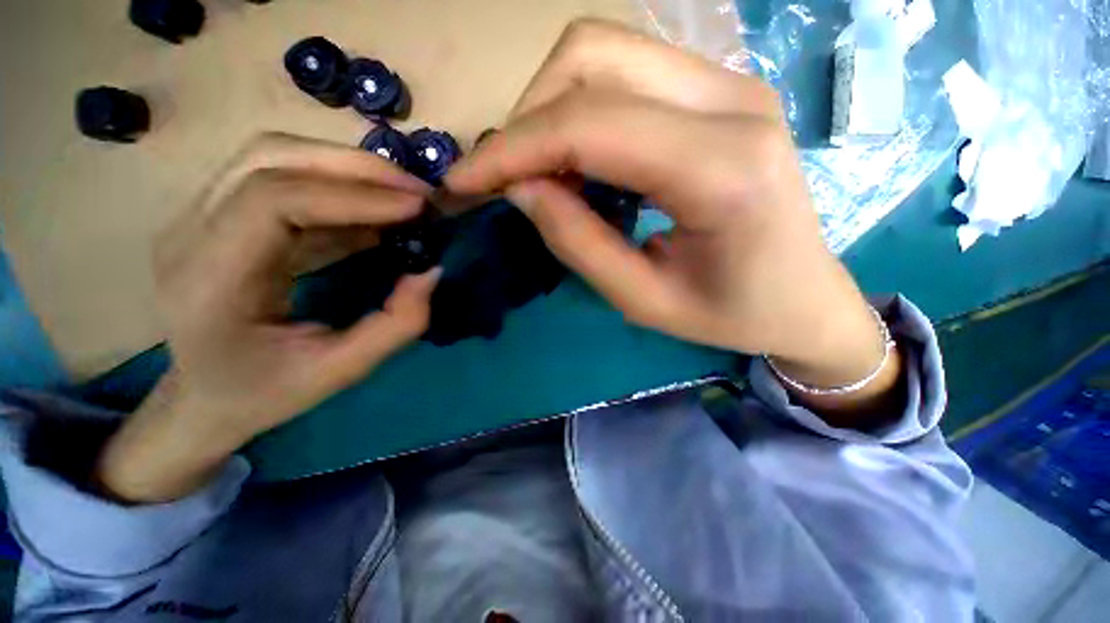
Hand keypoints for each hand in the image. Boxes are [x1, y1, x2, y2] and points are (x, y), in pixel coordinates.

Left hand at [98, 133, 439, 502]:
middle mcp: (189, 232)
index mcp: (208, 281)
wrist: (203, 398)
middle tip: (418, 191)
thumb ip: (396, 324)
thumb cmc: (265, 393)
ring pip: (274, 155)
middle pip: (269, 159)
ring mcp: (197, 216)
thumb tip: (431, 270)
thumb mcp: (340, 371)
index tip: (416, 207)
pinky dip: (338, 184)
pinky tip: (375, 207)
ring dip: (348, 166)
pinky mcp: (219, 214)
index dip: (352, 196)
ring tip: (402, 192)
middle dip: (357, 167)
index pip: (271, 201)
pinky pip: (281, 176)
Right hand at [446, 20, 900, 418]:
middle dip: (526, 119)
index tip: (463, 183)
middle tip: (506, 181)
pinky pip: (627, 72)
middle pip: (591, 57)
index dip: (510, 150)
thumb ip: (577, 242)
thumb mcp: (643, 300)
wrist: (804, 298)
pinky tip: (577, 162)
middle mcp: (732, 101)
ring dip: (549, 109)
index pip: (587, 126)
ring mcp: (731, 83)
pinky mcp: (722, 90)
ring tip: (540, 175)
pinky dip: (579, 109)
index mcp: (723, 169)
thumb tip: (520, 188)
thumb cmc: (731, 314)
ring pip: (604, 51)